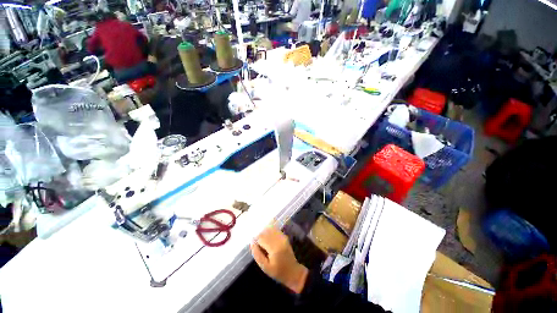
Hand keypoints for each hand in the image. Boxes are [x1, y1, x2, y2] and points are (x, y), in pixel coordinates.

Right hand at [250, 227, 308, 293]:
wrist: (293, 272)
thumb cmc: (278, 272)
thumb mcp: (265, 267)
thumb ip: (257, 254)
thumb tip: (252, 242)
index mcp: (274, 247)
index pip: (261, 237)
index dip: (256, 240)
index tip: (254, 246)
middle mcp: (279, 239)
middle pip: (265, 232)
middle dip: (260, 236)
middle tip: (259, 246)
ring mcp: (282, 236)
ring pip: (270, 229)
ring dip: (265, 234)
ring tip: (264, 243)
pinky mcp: (284, 236)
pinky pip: (275, 230)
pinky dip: (270, 233)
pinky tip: (269, 240)